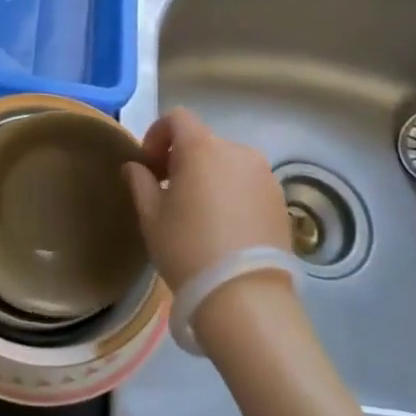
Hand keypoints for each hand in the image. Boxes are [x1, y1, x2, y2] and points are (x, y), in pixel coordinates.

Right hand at [122, 108, 290, 291]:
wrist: (245, 297)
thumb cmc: (188, 249)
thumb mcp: (151, 216)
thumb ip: (140, 182)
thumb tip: (135, 166)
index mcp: (202, 148)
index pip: (177, 118)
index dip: (158, 134)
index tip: (149, 164)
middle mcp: (237, 151)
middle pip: (203, 141)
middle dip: (182, 158)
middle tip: (169, 190)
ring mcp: (264, 175)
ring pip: (227, 163)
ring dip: (209, 175)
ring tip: (198, 211)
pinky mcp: (280, 200)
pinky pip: (248, 183)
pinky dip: (232, 192)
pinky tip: (224, 226)